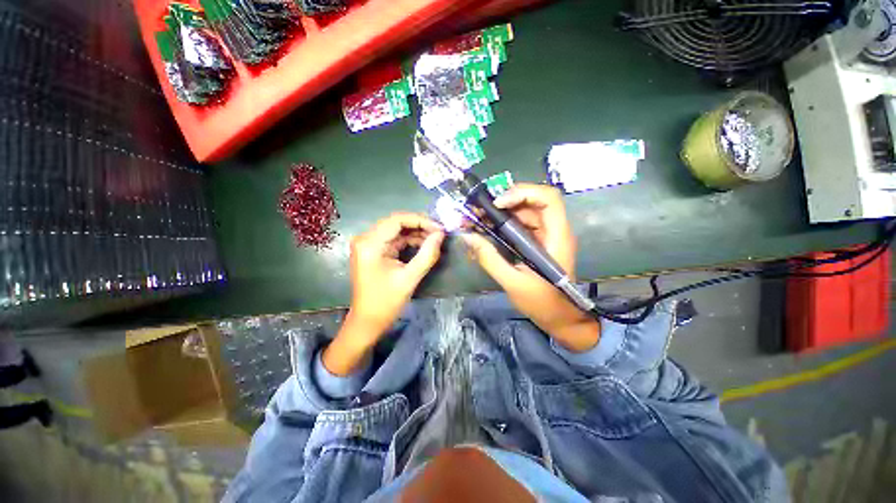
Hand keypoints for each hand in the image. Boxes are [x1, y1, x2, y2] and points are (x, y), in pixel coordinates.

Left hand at [323, 213, 443, 374]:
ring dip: (416, 233)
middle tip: (440, 234)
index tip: (440, 229)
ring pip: (396, 230)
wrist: (367, 322)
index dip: (421, 220)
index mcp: (370, 244)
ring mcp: (368, 244)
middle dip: (420, 226)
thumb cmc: (386, 303)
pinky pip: (394, 240)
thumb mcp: (410, 278)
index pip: (397, 220)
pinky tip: (424, 245)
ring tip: (435, 240)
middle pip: (396, 223)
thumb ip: (427, 254)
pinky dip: (409, 241)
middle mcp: (365, 239)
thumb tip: (441, 234)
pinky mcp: (373, 251)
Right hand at [462, 184, 599, 351]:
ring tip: (476, 220)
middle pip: (531, 202)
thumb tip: (468, 237)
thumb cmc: (542, 303)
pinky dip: (502, 224)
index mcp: (556, 237)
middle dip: (503, 202)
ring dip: (499, 213)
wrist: (559, 318)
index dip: (523, 193)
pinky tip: (485, 230)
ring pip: (523, 212)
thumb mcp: (512, 282)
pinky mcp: (537, 242)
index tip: (497, 204)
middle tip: (477, 211)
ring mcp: (545, 235)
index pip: (548, 198)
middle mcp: (553, 230)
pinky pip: (519, 225)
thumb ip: (490, 258)